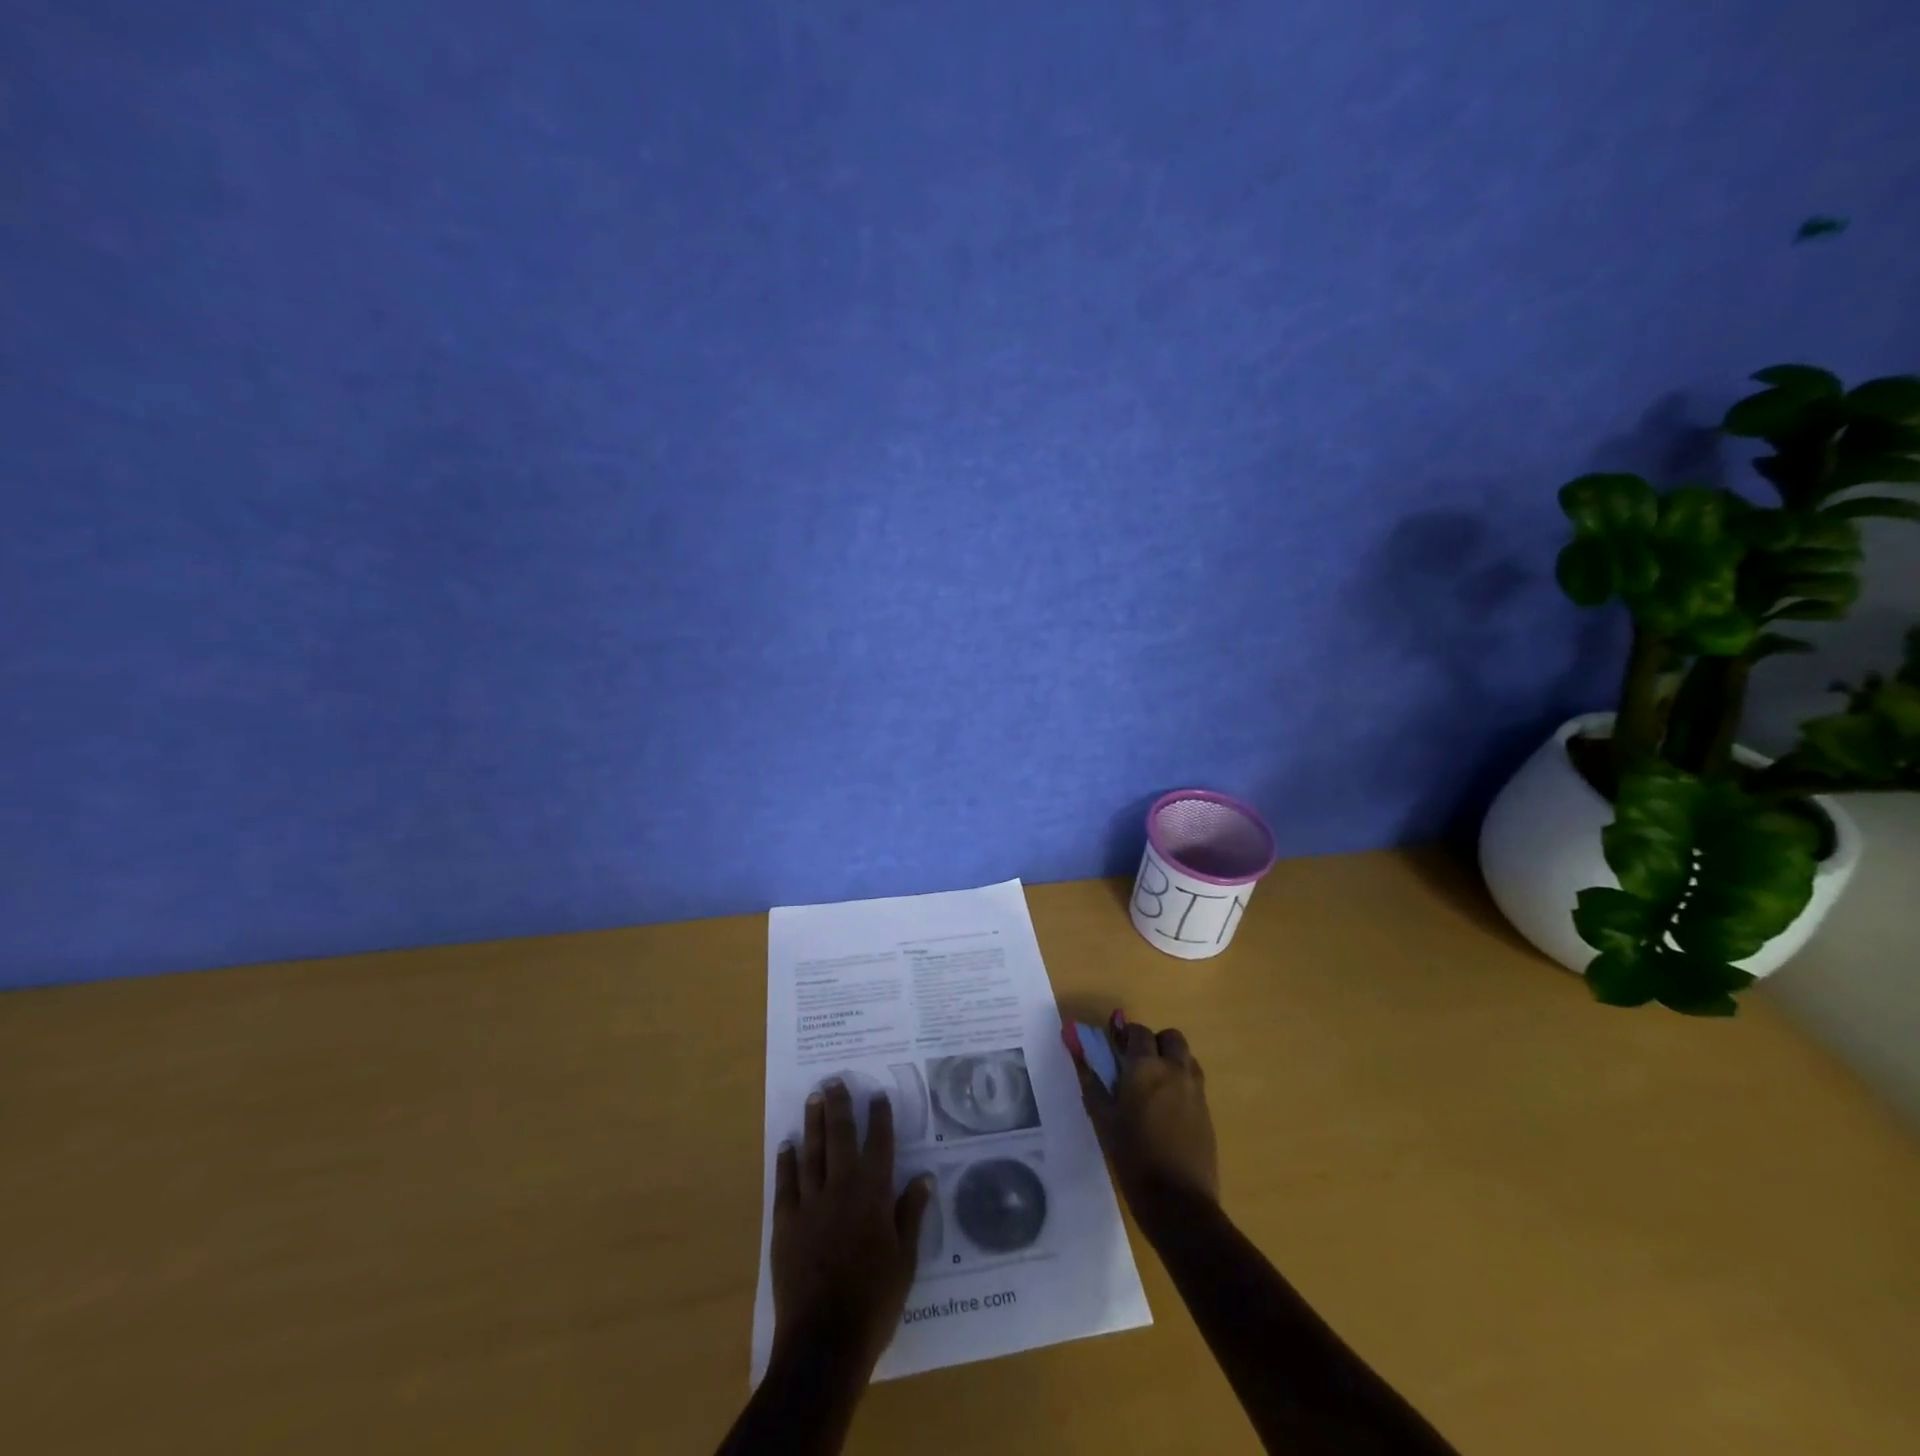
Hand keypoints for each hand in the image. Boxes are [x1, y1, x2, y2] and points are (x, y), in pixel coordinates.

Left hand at [771, 1079, 932, 1375]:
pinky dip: (786, 1162)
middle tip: (835, 1080)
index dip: (879, 1117)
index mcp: (873, 1194)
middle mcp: (841, 1188)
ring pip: (812, 1152)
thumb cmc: (874, 1301)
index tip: (877, 1094)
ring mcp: (810, 1203)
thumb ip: (912, 1214)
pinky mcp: (785, 1224)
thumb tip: (924, 1177)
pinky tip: (787, 1145)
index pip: (879, 1144)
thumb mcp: (905, 1259)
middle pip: (840, 1137)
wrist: (824, 1341)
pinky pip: (785, 1184)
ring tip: (813, 1098)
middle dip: (840, 1106)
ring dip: (813, 1123)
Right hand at [1069, 1013, 1218, 1227]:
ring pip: (1186, 1057)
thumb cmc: (1133, 1155)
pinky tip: (1167, 1109)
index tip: (1114, 1047)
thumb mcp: (1103, 1118)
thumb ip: (1091, 1080)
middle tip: (1137, 1064)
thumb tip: (1078, 1051)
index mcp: (1146, 1066)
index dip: (1126, 1035)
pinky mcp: (1207, 1111)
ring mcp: (1195, 1090)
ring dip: (1171, 1060)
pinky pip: (1194, 1082)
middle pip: (1170, 1037)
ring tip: (1154, 1085)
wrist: (1178, 1201)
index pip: (1138, 1032)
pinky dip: (1181, 1082)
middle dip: (1154, 1042)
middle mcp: (1174, 1070)